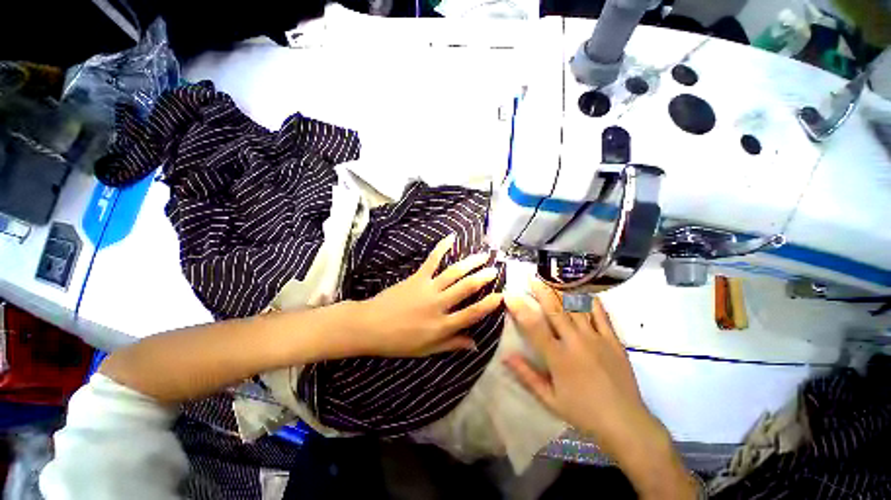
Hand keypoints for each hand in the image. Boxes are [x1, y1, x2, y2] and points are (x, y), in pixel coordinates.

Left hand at [351, 234, 502, 357]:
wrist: (370, 326)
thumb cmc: (399, 341)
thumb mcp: (427, 349)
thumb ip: (451, 344)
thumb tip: (475, 344)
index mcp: (441, 325)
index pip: (471, 314)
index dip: (488, 305)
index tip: (501, 295)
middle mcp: (438, 305)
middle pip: (466, 288)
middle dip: (483, 278)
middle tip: (495, 269)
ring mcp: (428, 288)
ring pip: (453, 273)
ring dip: (470, 262)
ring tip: (483, 255)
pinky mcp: (417, 277)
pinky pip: (432, 260)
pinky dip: (441, 248)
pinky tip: (451, 237)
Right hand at [504, 280, 697, 499]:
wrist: (626, 423)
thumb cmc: (583, 412)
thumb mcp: (549, 399)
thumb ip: (526, 375)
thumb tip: (506, 356)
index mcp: (558, 357)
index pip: (534, 326)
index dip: (520, 308)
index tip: (510, 295)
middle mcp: (576, 342)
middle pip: (555, 309)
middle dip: (541, 291)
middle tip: (531, 277)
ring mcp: (596, 338)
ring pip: (576, 307)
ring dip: (561, 291)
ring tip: (551, 280)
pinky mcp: (613, 340)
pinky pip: (601, 314)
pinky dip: (590, 301)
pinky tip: (583, 292)